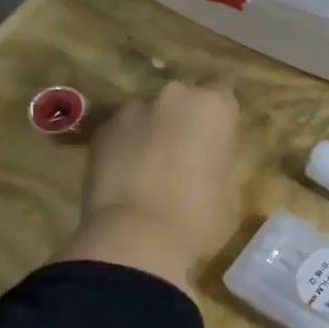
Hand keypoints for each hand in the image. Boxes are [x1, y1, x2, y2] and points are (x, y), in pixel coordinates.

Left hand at [55, 81, 239, 287]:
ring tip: (153, 161)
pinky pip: (123, 129)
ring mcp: (133, 109)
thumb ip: (217, 153)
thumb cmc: (200, 214)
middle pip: (185, 95)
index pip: (224, 90)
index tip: (221, 133)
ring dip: (155, 127)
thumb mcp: (227, 181)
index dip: (221, 113)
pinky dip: (128, 143)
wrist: (136, 237)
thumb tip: (206, 154)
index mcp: (213, 105)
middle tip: (188, 148)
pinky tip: (129, 171)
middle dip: (186, 115)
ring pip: (150, 111)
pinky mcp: (102, 130)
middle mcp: (174, 95)